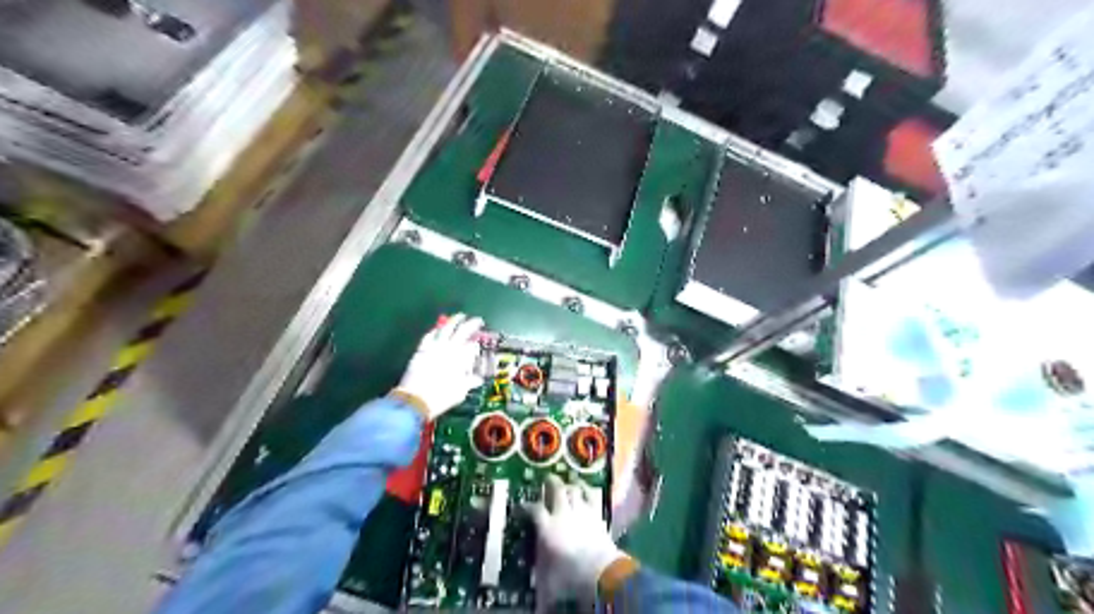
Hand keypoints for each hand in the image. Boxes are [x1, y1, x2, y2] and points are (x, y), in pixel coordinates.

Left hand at [392, 314, 480, 419]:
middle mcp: (449, 348)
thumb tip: (478, 379)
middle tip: (476, 320)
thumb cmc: (441, 396)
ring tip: (459, 317)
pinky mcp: (421, 349)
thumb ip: (470, 382)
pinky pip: (429, 335)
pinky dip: (436, 330)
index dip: (477, 340)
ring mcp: (434, 347)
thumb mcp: (461, 391)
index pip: (472, 344)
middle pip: (461, 330)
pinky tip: (438, 328)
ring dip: (453, 321)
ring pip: (445, 328)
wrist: (416, 400)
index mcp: (461, 358)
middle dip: (471, 323)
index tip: (480, 338)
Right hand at [527, 474, 627, 599]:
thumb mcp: (549, 581)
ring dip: (569, 485)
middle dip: (551, 483)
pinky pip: (591, 495)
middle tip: (547, 479)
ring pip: (573, 490)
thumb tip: (535, 597)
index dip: (527, 506)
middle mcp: (562, 514)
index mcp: (547, 528)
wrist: (599, 570)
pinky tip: (585, 487)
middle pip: (556, 490)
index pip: (534, 510)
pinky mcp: (596, 513)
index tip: (522, 506)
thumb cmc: (570, 576)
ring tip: (567, 483)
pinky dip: (587, 489)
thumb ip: (540, 579)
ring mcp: (581, 511)